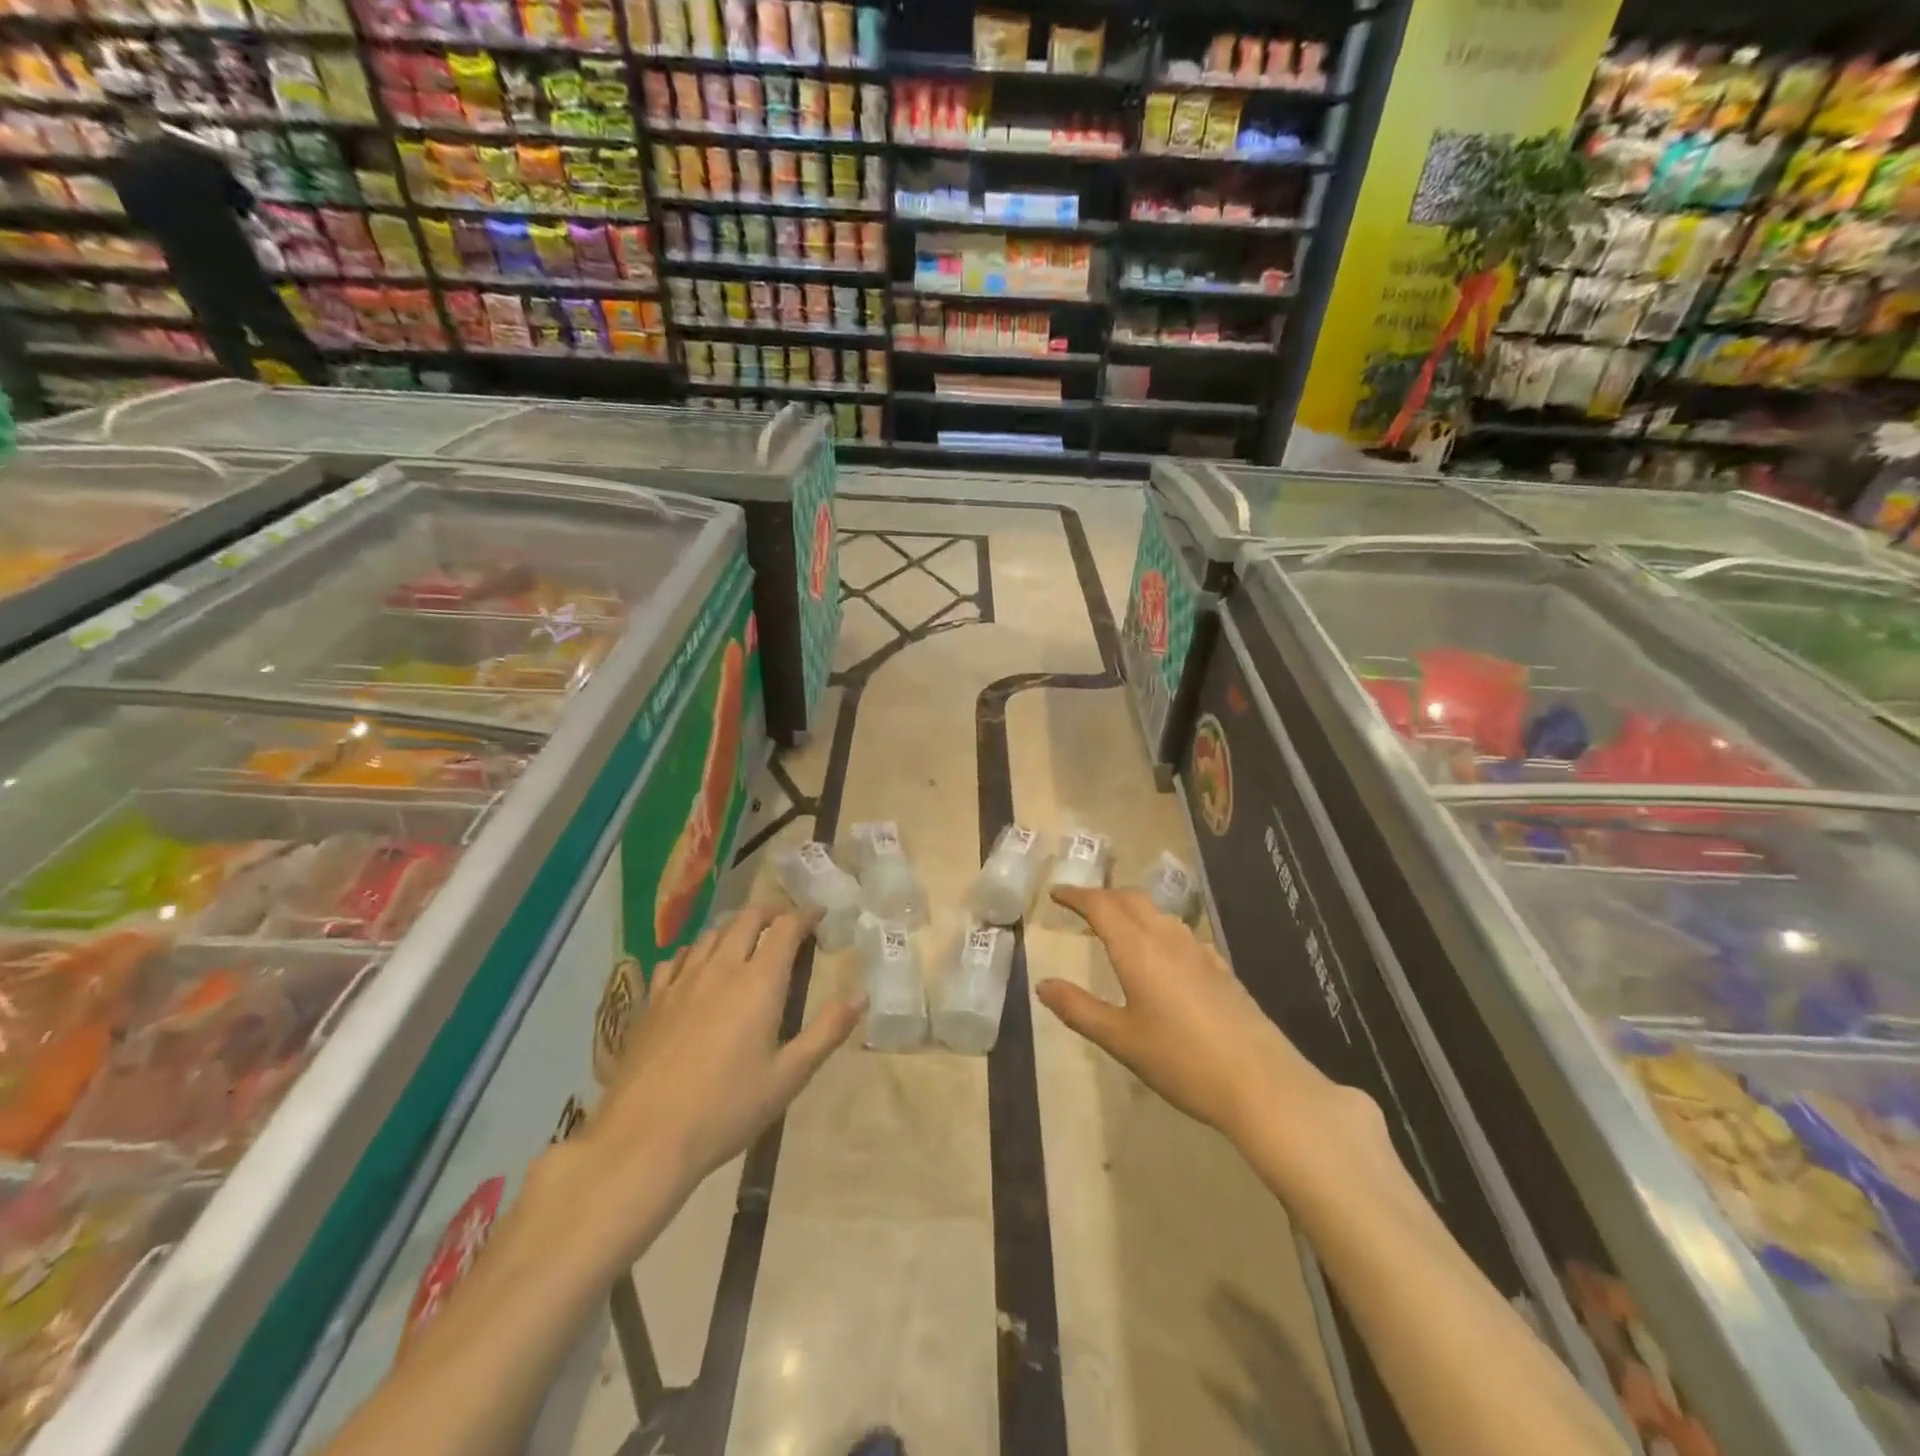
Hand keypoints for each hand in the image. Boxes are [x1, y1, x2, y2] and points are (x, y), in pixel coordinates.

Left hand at [575, 906, 863, 1231]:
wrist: (645, 1138)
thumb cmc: (726, 1109)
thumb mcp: (789, 1076)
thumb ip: (826, 1031)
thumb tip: (861, 995)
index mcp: (759, 982)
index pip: (785, 928)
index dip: (805, 916)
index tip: (819, 915)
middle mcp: (721, 968)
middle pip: (747, 919)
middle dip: (771, 913)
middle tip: (787, 924)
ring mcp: (682, 981)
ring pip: (711, 933)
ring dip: (736, 927)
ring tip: (748, 939)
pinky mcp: (653, 1000)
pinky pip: (677, 958)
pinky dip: (697, 950)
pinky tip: (698, 966)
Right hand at [1038, 887, 1372, 1157]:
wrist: (1261, 1083)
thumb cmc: (1182, 1061)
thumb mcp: (1121, 1040)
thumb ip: (1079, 1009)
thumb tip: (1043, 985)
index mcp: (1138, 949)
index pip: (1101, 906)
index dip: (1076, 896)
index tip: (1056, 893)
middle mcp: (1167, 939)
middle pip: (1131, 900)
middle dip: (1103, 897)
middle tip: (1081, 906)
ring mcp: (1198, 951)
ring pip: (1158, 913)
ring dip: (1132, 910)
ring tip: (1116, 926)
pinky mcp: (1220, 968)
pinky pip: (1180, 933)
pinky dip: (1157, 929)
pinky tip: (1161, 955)